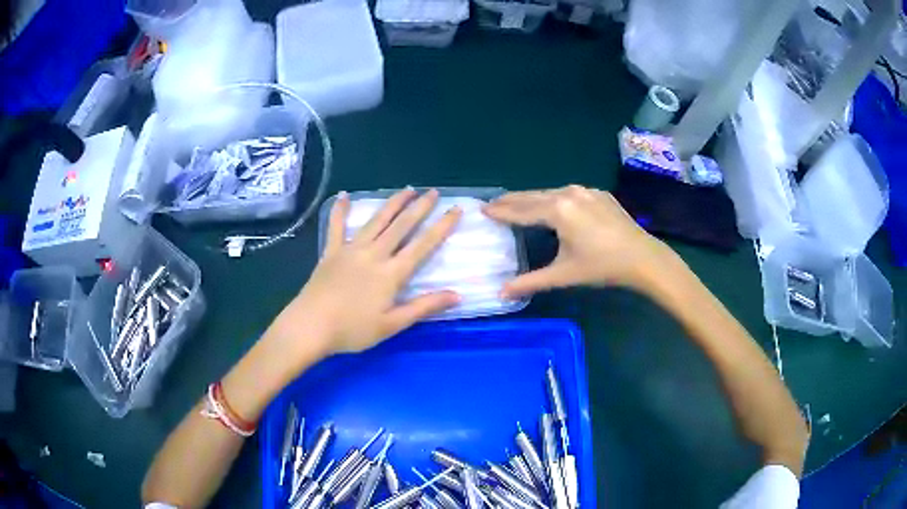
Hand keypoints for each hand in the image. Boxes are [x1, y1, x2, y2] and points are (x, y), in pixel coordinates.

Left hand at [270, 188, 461, 355]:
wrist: (311, 326)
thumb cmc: (352, 330)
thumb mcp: (392, 324)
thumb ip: (424, 307)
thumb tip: (457, 295)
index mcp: (391, 273)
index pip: (422, 245)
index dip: (441, 227)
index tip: (455, 210)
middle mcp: (374, 254)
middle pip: (401, 226)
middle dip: (419, 207)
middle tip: (433, 192)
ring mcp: (350, 249)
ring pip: (376, 220)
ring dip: (392, 203)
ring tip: (406, 189)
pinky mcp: (331, 252)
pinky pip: (336, 226)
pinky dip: (340, 211)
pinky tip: (343, 196)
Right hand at [483, 185, 671, 297]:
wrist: (643, 257)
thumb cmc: (601, 266)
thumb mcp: (564, 274)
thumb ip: (531, 282)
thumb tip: (501, 293)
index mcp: (557, 210)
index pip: (521, 210)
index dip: (501, 211)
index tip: (483, 209)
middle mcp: (568, 193)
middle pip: (533, 196)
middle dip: (512, 201)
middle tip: (493, 203)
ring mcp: (585, 191)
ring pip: (551, 192)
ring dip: (532, 198)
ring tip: (518, 203)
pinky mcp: (599, 194)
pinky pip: (569, 193)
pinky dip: (554, 199)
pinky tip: (552, 205)